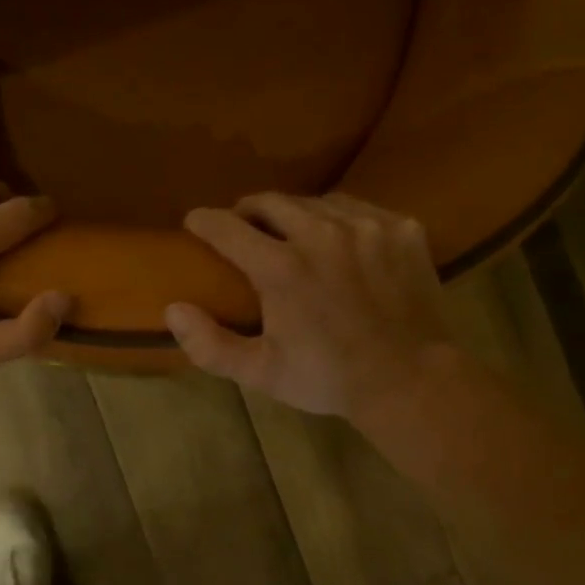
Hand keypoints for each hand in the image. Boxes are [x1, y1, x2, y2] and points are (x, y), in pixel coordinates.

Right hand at [166, 193, 451, 419]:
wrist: (411, 381)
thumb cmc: (328, 379)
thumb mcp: (261, 372)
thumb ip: (210, 344)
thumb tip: (173, 309)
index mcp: (281, 268)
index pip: (228, 227)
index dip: (205, 221)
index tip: (195, 222)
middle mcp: (321, 234)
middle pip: (271, 202)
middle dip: (248, 211)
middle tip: (243, 227)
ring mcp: (366, 226)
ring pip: (316, 202)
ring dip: (294, 214)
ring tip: (291, 233)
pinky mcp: (402, 228)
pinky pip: (358, 209)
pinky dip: (338, 220)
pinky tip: (338, 242)